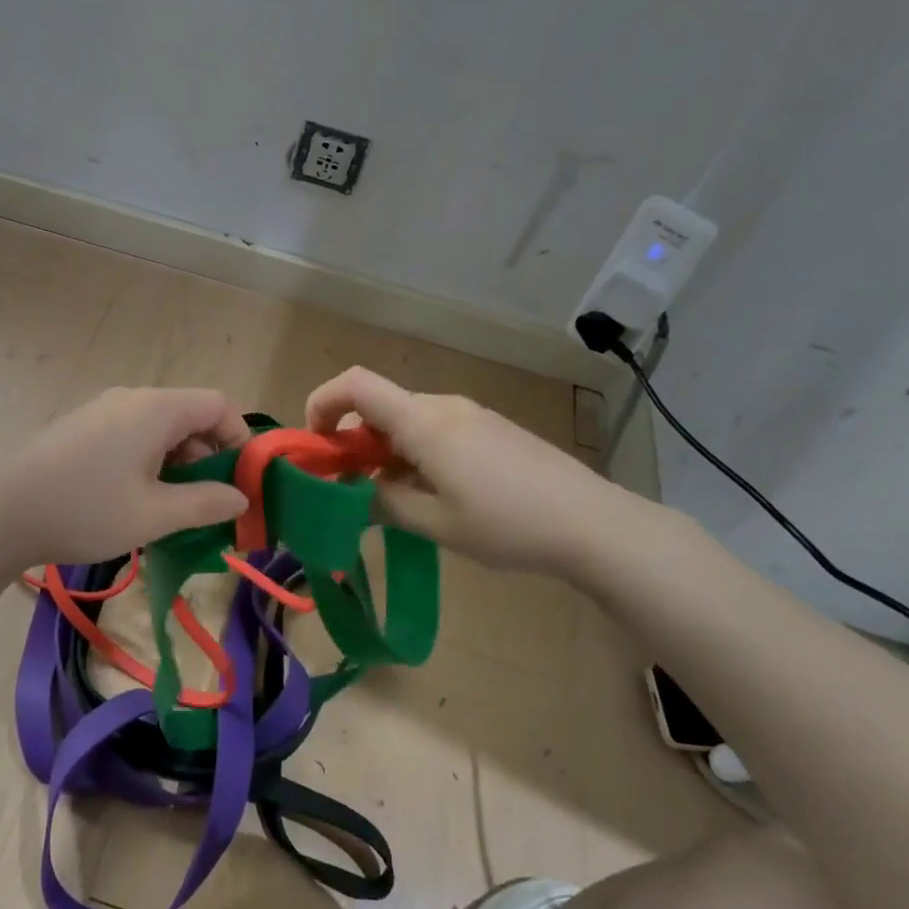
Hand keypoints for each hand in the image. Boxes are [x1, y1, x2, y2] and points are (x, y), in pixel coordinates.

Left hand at [0, 387, 250, 565]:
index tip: (241, 482)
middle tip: (208, 503)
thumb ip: (205, 504)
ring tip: (172, 507)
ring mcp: (102, 410)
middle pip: (190, 414)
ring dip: (178, 462)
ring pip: (160, 427)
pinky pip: (132, 434)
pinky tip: (135, 498)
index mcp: (156, 409)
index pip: (218, 406)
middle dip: (209, 456)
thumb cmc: (85, 509)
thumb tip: (240, 498)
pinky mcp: (82, 427)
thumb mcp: (154, 515)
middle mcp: (132, 399)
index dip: (240, 440)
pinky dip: (149, 460)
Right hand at [305, 367, 644, 575]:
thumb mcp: (435, 523)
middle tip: (348, 489)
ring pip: (408, 421)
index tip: (315, 446)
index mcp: (424, 421)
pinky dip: (414, 454)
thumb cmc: (507, 524)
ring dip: (385, 452)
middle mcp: (444, 406)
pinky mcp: (491, 430)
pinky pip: (436, 430)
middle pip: (380, 406)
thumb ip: (383, 503)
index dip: (323, 403)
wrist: (593, 523)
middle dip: (352, 441)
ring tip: (390, 501)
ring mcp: (471, 415)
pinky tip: (431, 495)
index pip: (356, 385)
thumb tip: (353, 493)